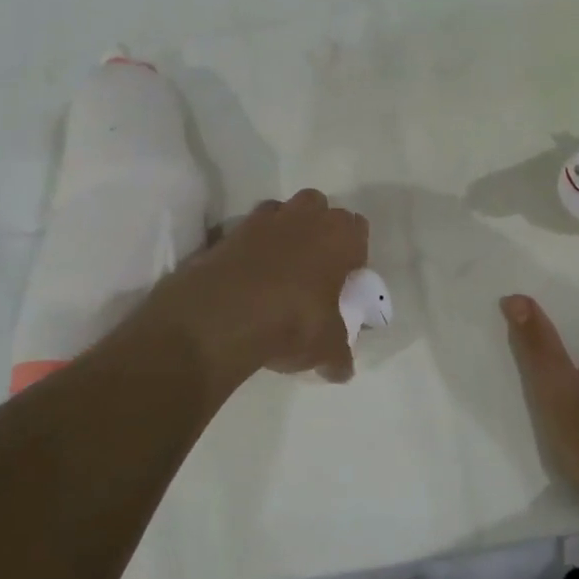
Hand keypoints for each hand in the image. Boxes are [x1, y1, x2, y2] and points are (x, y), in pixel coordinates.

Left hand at [148, 189, 368, 384]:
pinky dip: (251, 245)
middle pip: (320, 206)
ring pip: (283, 210)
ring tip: (281, 266)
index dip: (354, 251)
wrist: (220, 317)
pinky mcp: (228, 232)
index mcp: (339, 237)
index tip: (346, 277)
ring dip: (285, 229)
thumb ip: (339, 355)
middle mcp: (304, 218)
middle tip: (315, 265)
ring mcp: (263, 221)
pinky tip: (249, 275)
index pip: (358, 228)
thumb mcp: (325, 348)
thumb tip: (344, 372)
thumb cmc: (291, 322)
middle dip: (319, 228)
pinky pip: (248, 230)